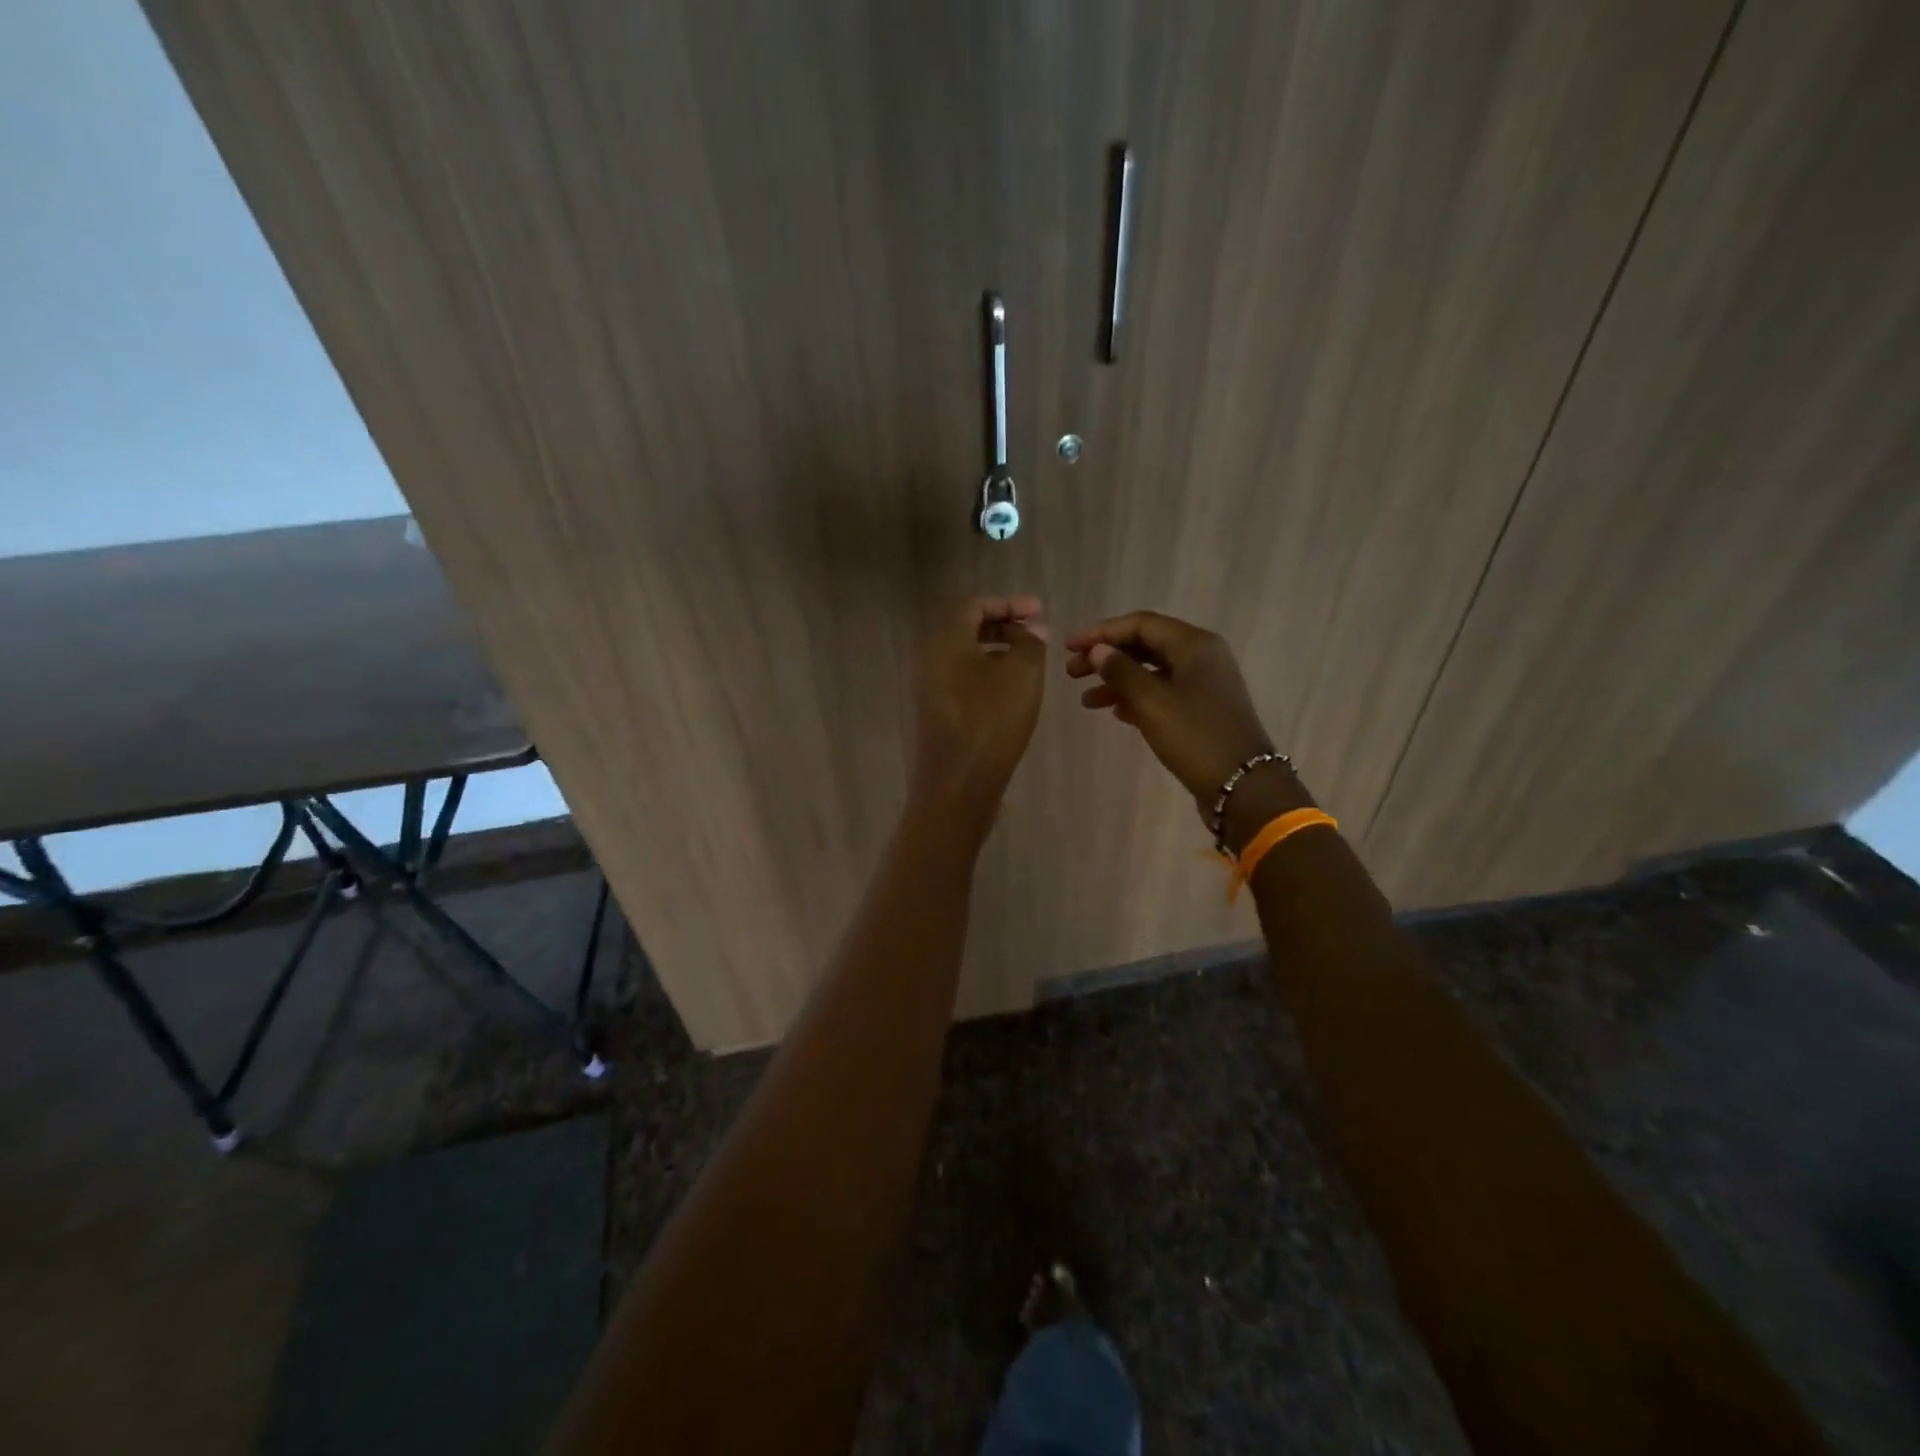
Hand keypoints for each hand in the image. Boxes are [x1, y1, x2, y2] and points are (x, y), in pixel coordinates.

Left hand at [912, 595, 1047, 819]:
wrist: (957, 784)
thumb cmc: (991, 721)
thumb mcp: (1022, 674)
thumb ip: (1030, 642)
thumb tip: (1030, 630)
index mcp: (945, 640)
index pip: (974, 605)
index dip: (1009, 603)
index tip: (1040, 611)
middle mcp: (930, 658)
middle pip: (966, 628)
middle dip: (1003, 625)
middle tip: (1036, 633)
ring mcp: (929, 688)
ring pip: (964, 656)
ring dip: (997, 651)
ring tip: (1029, 661)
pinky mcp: (935, 713)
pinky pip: (961, 680)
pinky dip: (987, 675)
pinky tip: (1011, 691)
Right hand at [1066, 610, 1306, 841]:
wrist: (1242, 785)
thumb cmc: (1195, 737)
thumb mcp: (1151, 702)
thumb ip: (1121, 671)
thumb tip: (1098, 651)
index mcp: (1194, 644)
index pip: (1140, 624)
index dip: (1101, 633)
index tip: (1068, 647)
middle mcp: (1201, 657)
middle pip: (1145, 645)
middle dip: (1106, 657)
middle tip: (1071, 673)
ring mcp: (1203, 684)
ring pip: (1151, 671)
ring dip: (1117, 681)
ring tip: (1086, 701)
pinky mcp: (1201, 710)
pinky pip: (1161, 692)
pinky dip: (1136, 698)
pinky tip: (1115, 713)